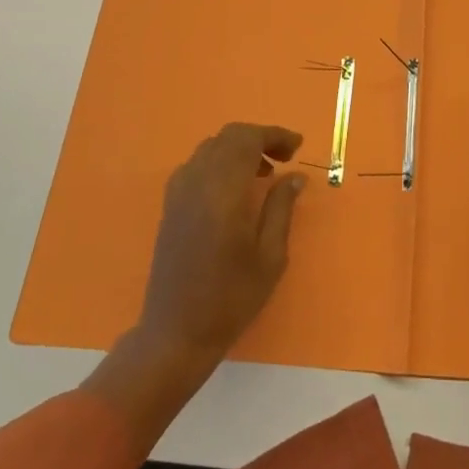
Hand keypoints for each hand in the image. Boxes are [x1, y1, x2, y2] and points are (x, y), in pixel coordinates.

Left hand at [138, 122, 307, 362]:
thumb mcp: (270, 256)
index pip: (248, 140)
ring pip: (210, 147)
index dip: (275, 135)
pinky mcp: (170, 205)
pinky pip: (196, 165)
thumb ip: (281, 208)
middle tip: (285, 158)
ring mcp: (178, 192)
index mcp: (223, 191)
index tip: (298, 147)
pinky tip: (233, 188)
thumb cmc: (230, 298)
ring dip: (239, 149)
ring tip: (263, 173)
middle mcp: (197, 182)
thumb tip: (294, 176)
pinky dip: (219, 162)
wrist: (175, 332)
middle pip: (228, 137)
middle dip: (259, 138)